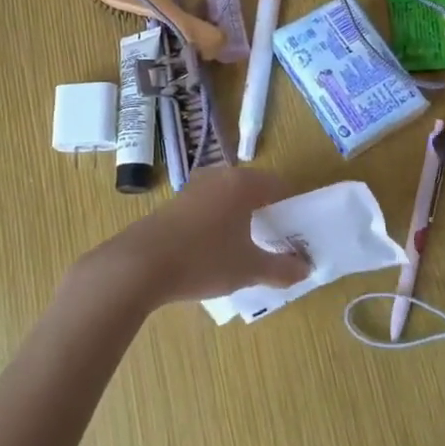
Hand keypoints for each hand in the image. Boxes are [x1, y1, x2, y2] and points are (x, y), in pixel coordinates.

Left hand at [70, 167, 309, 311]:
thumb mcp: (248, 268)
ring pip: (228, 198)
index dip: (293, 207)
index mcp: (242, 183)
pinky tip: (215, 249)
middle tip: (276, 241)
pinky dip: (219, 222)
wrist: (138, 265)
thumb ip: (282, 268)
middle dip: (267, 213)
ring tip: (247, 247)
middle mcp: (218, 177)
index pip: (279, 186)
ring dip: (241, 217)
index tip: (298, 231)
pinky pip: (208, 207)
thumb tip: (305, 269)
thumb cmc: (203, 260)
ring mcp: (192, 188)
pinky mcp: (173, 204)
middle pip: (253, 189)